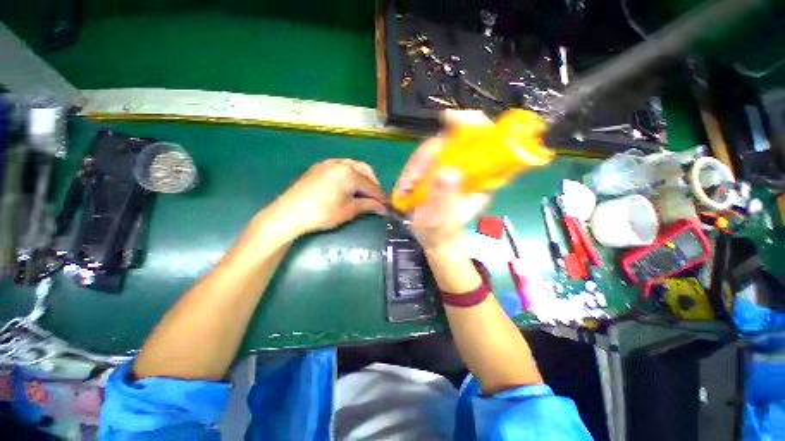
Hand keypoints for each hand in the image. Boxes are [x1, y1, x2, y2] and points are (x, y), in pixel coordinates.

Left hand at [268, 159, 385, 236]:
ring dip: (361, 179)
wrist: (289, 213)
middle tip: (375, 199)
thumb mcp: (349, 210)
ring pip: (353, 167)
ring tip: (362, 194)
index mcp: (350, 173)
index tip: (387, 206)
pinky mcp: (319, 167)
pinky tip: (347, 188)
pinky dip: (349, 176)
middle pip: (365, 170)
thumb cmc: (322, 213)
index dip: (381, 197)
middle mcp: (341, 163)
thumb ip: (368, 206)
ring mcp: (328, 163)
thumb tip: (383, 208)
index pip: (371, 186)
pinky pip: (341, 168)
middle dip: (372, 184)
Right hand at [393, 110, 491, 251]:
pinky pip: (423, 161)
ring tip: (406, 187)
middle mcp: (467, 168)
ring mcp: (450, 168)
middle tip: (412, 179)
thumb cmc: (440, 231)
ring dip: (415, 167)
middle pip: (451, 141)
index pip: (485, 142)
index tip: (449, 119)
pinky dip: (411, 171)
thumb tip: (446, 172)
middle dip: (426, 156)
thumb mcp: (440, 219)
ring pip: (432, 150)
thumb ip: (442, 199)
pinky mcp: (436, 171)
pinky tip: (406, 186)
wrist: (434, 238)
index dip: (472, 124)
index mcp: (481, 178)